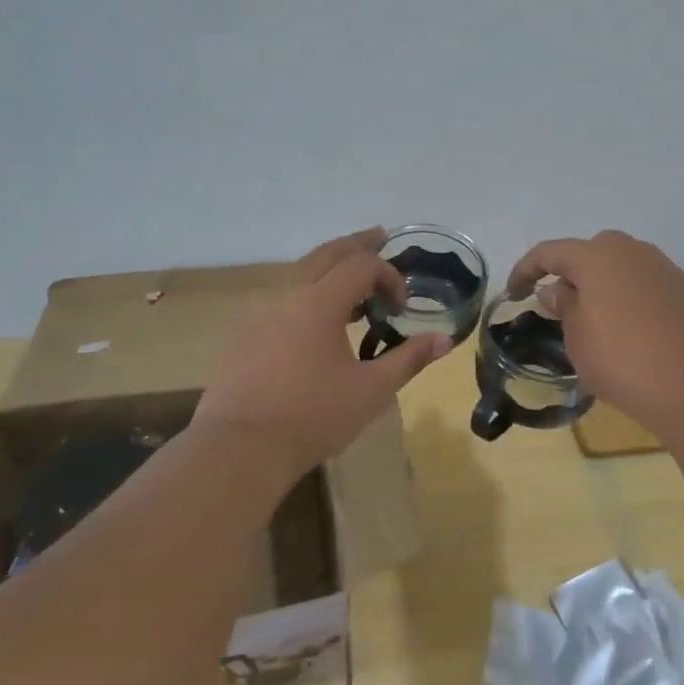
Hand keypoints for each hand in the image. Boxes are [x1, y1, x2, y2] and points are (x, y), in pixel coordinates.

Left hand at [193, 228, 451, 482]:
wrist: (239, 448)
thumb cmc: (312, 417)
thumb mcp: (371, 390)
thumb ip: (408, 359)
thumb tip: (444, 339)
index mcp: (319, 301)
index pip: (361, 265)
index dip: (389, 276)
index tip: (403, 307)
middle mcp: (287, 295)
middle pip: (326, 253)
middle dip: (357, 243)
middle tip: (380, 236)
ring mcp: (259, 313)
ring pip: (299, 272)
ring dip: (330, 266)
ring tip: (351, 282)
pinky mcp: (244, 334)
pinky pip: (281, 296)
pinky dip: (306, 290)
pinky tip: (314, 318)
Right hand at [506, 230, 683, 435]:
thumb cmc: (624, 360)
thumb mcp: (578, 339)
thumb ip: (564, 308)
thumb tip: (557, 290)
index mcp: (598, 256)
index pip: (550, 252)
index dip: (526, 270)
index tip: (514, 293)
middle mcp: (633, 252)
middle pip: (591, 253)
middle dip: (570, 274)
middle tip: (559, 306)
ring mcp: (665, 269)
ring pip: (622, 269)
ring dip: (603, 287)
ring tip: (595, 321)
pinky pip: (646, 287)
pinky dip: (630, 301)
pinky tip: (631, 333)